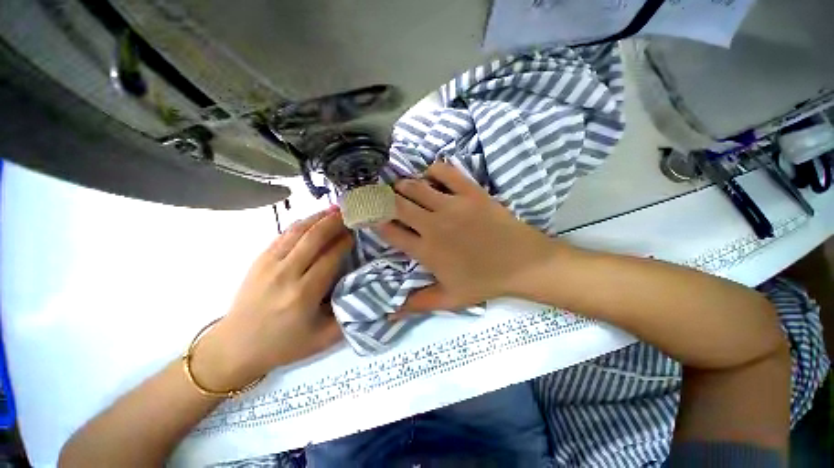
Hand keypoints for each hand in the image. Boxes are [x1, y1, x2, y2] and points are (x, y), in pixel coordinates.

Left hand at [191, 208, 351, 391]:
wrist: (234, 347)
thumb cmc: (283, 345)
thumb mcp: (323, 340)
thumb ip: (348, 316)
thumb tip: (366, 291)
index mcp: (303, 294)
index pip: (330, 257)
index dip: (345, 242)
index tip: (357, 233)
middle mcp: (285, 274)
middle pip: (314, 238)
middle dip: (334, 222)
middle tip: (350, 212)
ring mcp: (268, 264)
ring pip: (297, 232)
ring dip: (318, 218)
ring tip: (335, 209)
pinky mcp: (259, 260)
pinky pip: (283, 235)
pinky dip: (301, 224)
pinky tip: (313, 219)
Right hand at [378, 162, 561, 314]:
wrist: (523, 263)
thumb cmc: (485, 282)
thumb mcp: (450, 299)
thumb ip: (417, 304)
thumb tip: (389, 316)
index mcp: (426, 250)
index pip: (389, 231)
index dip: (374, 221)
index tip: (368, 216)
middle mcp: (433, 224)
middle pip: (396, 204)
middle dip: (383, 199)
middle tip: (382, 198)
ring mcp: (452, 205)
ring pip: (415, 186)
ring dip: (403, 185)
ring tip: (403, 189)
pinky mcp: (471, 192)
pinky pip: (444, 172)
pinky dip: (432, 171)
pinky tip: (430, 178)